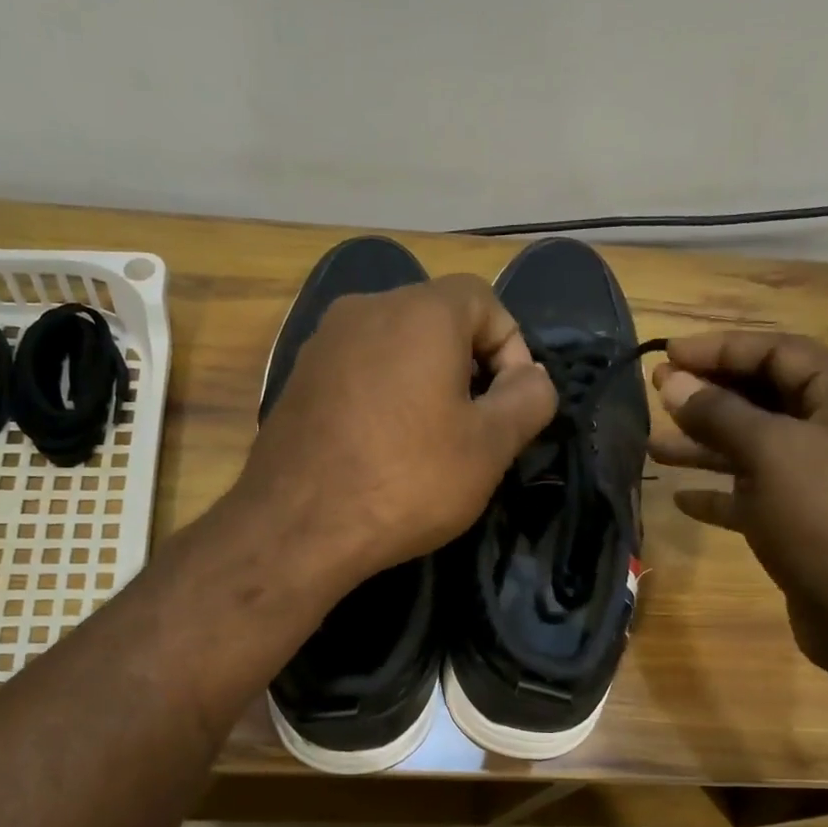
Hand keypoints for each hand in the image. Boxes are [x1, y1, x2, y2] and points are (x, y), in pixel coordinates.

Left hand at [238, 274, 557, 580]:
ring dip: (424, 384)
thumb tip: (531, 377)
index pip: (484, 299)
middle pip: (436, 320)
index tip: (510, 404)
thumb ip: (529, 399)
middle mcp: (365, 309)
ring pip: (394, 347)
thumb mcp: (490, 447)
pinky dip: (383, 397)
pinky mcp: (297, 380)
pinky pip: (358, 373)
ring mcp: (322, 343)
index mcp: (420, 312)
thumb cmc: (406, 481)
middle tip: (475, 427)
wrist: (296, 527)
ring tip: (429, 443)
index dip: (511, 347)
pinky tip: (381, 450)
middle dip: (467, 367)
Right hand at [649, 331, 827, 672]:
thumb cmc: (826, 519)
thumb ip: (719, 412)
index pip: (779, 351)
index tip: (667, 354)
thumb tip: (671, 381)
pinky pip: (759, 493)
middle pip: (768, 396)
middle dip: (710, 395)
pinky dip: (723, 492)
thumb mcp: (770, 453)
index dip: (721, 349)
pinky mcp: (810, 520)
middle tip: (657, 392)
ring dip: (706, 444)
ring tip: (653, 445)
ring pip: (758, 447)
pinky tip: (681, 498)